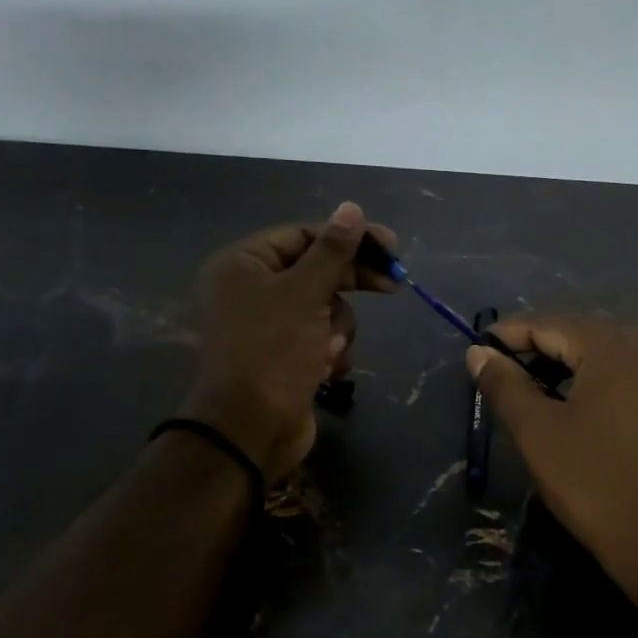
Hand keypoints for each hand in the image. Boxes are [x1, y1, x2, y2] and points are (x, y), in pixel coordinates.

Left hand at [180, 203, 397, 483]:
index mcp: (243, 264)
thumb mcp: (306, 293)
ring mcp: (270, 325)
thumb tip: (351, 208)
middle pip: (317, 270)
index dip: (348, 238)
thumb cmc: (274, 351)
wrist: (253, 430)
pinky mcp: (286, 354)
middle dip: (351, 284)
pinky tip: (326, 370)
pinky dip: (331, 352)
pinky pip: (322, 337)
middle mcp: (252, 289)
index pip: (304, 235)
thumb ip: (333, 251)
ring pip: (327, 307)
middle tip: (394, 285)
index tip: (391, 247)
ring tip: (328, 350)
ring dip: (338, 328)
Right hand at [466, 316, 637, 619]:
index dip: (508, 336)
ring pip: (606, 354)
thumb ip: (505, 386)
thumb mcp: (539, 434)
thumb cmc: (598, 485)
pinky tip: (575, 405)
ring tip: (531, 392)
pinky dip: (596, 381)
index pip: (549, 323)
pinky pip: (629, 374)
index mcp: (615, 346)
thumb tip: (478, 353)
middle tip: (500, 375)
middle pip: (580, 333)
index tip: (476, 352)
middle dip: (537, 349)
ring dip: (566, 366)